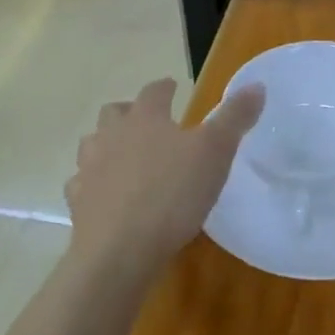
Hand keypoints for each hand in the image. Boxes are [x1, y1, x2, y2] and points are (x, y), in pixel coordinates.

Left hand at [65, 78, 265, 276]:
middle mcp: (112, 136)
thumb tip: (256, 85)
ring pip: (93, 144)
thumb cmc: (173, 194)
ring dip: (108, 144)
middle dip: (130, 112)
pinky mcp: (77, 202)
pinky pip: (82, 184)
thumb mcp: (216, 152)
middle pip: (115, 113)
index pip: (154, 92)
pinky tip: (106, 195)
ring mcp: (89, 168)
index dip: (165, 88)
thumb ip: (234, 118)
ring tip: (125, 157)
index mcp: (145, 119)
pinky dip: (94, 184)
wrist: (120, 249)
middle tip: (147, 122)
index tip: (173, 88)